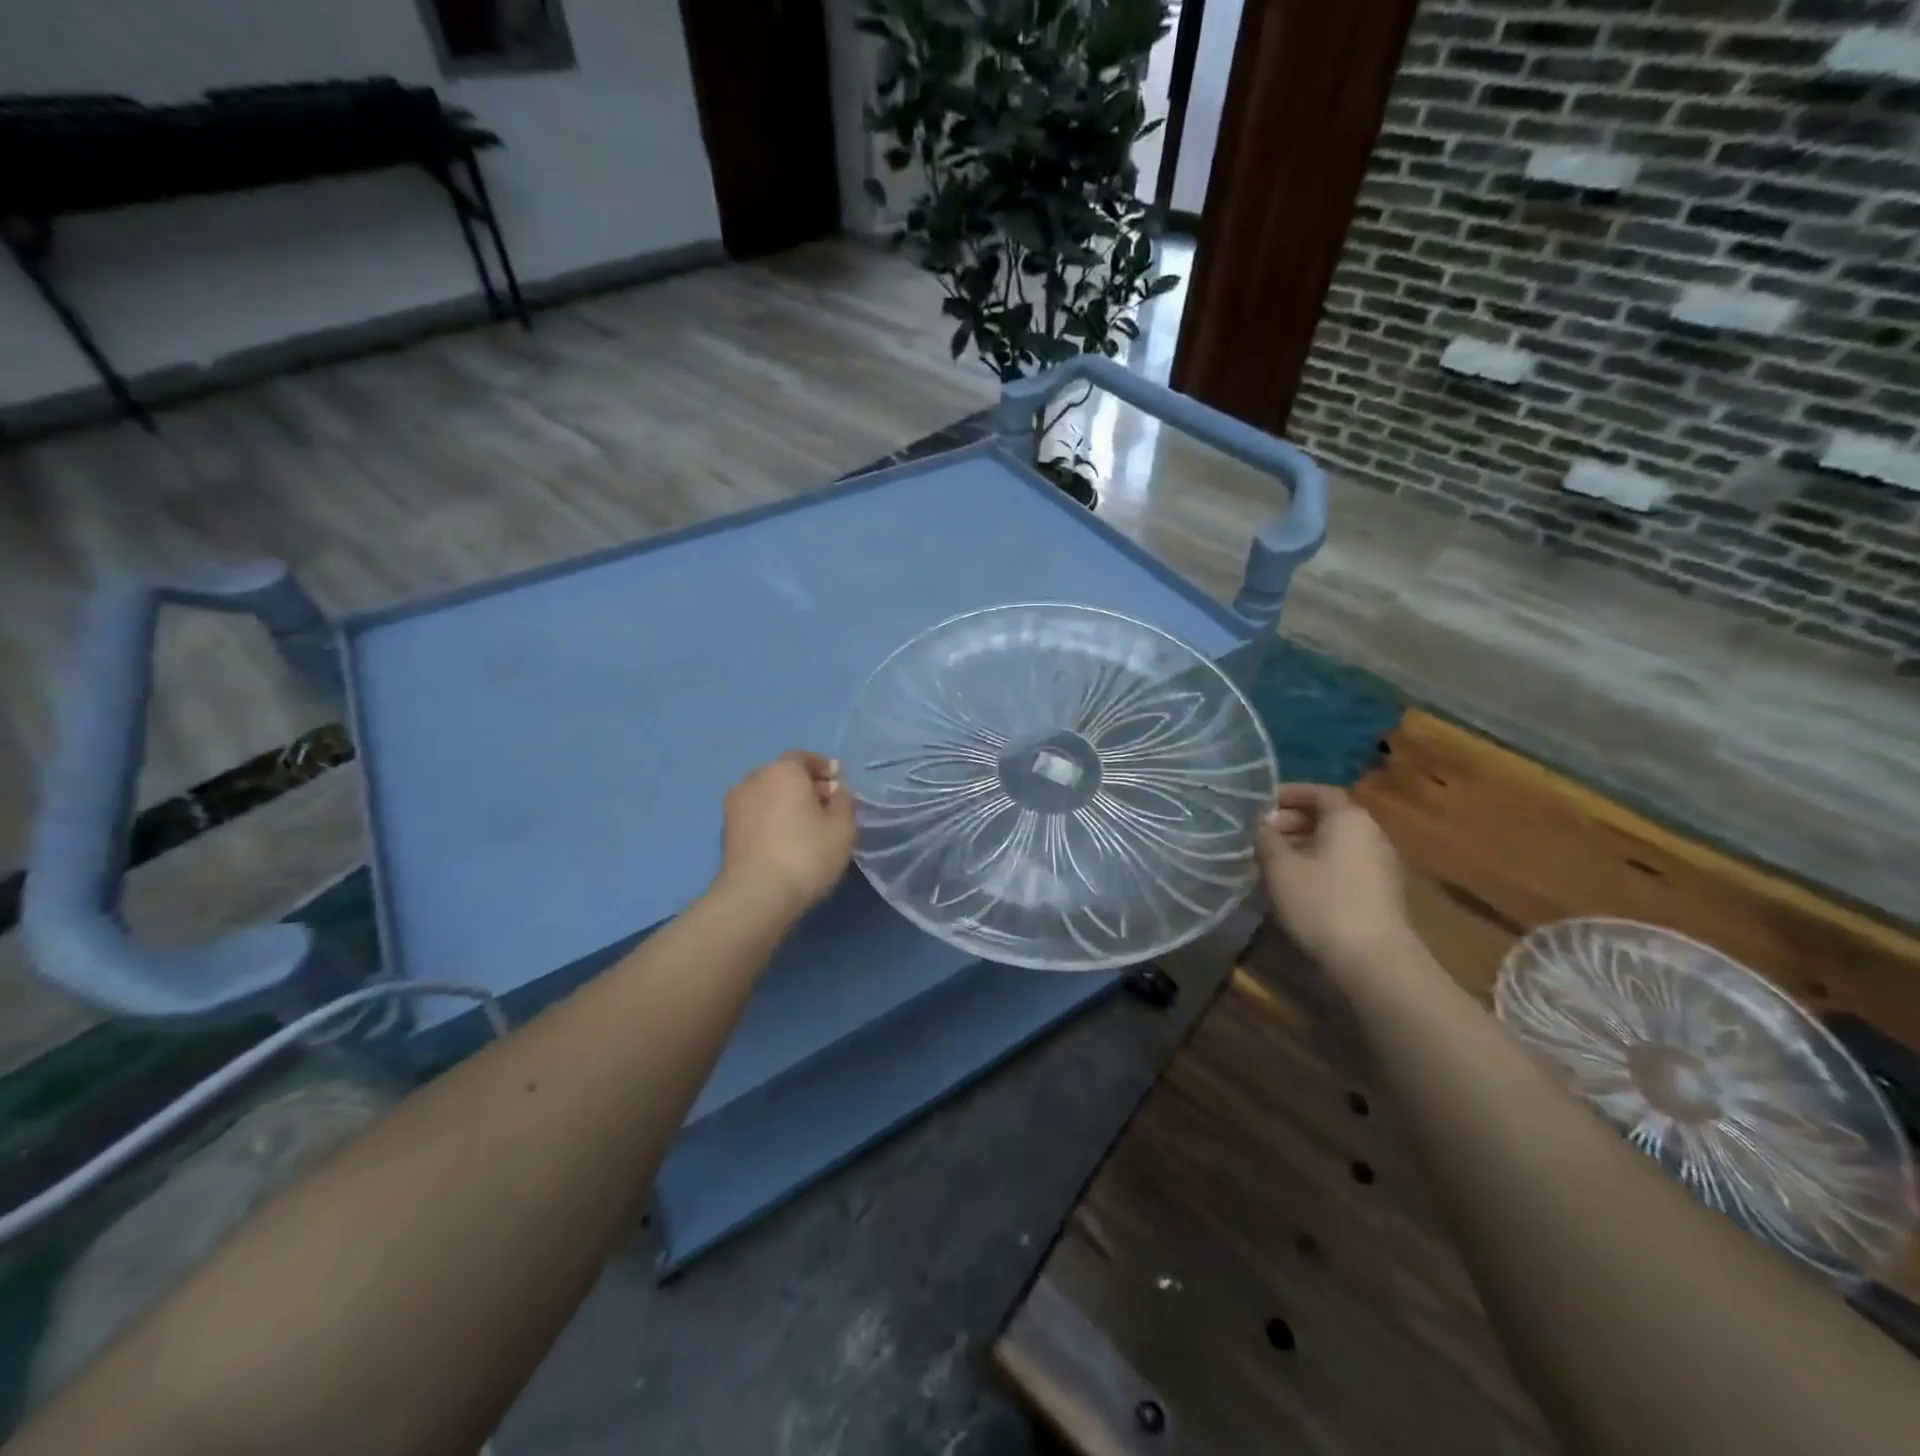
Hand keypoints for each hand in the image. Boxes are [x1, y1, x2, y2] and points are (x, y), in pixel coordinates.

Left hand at [717, 750, 855, 917]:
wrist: (755, 895)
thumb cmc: (806, 854)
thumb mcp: (842, 828)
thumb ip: (844, 802)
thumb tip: (836, 792)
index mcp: (783, 770)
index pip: (803, 757)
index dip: (823, 767)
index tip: (838, 782)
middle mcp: (753, 779)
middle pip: (783, 774)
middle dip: (805, 785)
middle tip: (826, 806)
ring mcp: (734, 806)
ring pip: (767, 795)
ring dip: (785, 803)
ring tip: (806, 826)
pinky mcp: (725, 832)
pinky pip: (755, 815)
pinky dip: (771, 819)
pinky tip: (785, 840)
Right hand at [1256, 785, 1411, 971]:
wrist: (1373, 960)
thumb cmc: (1321, 902)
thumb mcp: (1279, 867)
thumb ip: (1267, 839)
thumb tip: (1263, 825)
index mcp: (1348, 818)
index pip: (1319, 792)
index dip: (1289, 794)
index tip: (1261, 805)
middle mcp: (1371, 833)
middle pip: (1329, 817)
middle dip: (1293, 822)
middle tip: (1261, 835)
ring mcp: (1381, 864)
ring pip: (1336, 843)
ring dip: (1304, 846)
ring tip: (1273, 862)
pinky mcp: (1382, 893)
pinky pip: (1345, 865)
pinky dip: (1320, 865)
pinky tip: (1297, 885)